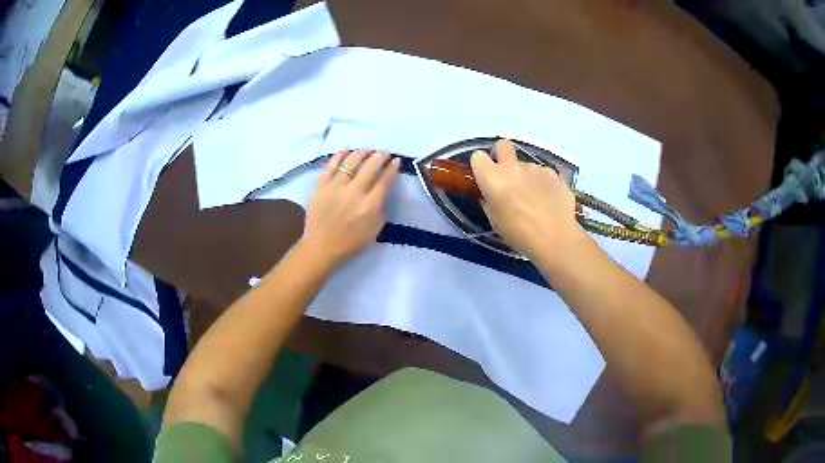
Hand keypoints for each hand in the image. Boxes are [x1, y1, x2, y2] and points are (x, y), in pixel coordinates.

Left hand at [300, 150, 399, 268]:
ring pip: (351, 162)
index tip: (396, 161)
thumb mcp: (375, 230)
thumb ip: (380, 208)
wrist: (322, 247)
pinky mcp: (321, 187)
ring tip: (367, 150)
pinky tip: (346, 151)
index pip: (384, 180)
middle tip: (384, 152)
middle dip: (380, 156)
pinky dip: (340, 156)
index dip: (392, 168)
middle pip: (370, 166)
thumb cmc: (351, 242)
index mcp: (370, 205)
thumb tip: (383, 190)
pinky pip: (331, 166)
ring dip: (362, 153)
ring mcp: (336, 188)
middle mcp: (354, 193)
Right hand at [470, 139, 583, 261]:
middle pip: (503, 145)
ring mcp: (536, 168)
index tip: (485, 177)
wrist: (555, 239)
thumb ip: (489, 200)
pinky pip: (543, 174)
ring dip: (526, 176)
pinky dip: (543, 184)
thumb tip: (490, 193)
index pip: (478, 157)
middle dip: (502, 154)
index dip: (481, 166)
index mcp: (493, 178)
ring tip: (534, 199)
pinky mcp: (554, 174)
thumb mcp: (495, 220)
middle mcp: (513, 167)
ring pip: (526, 165)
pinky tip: (548, 202)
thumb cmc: (519, 234)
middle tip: (506, 174)